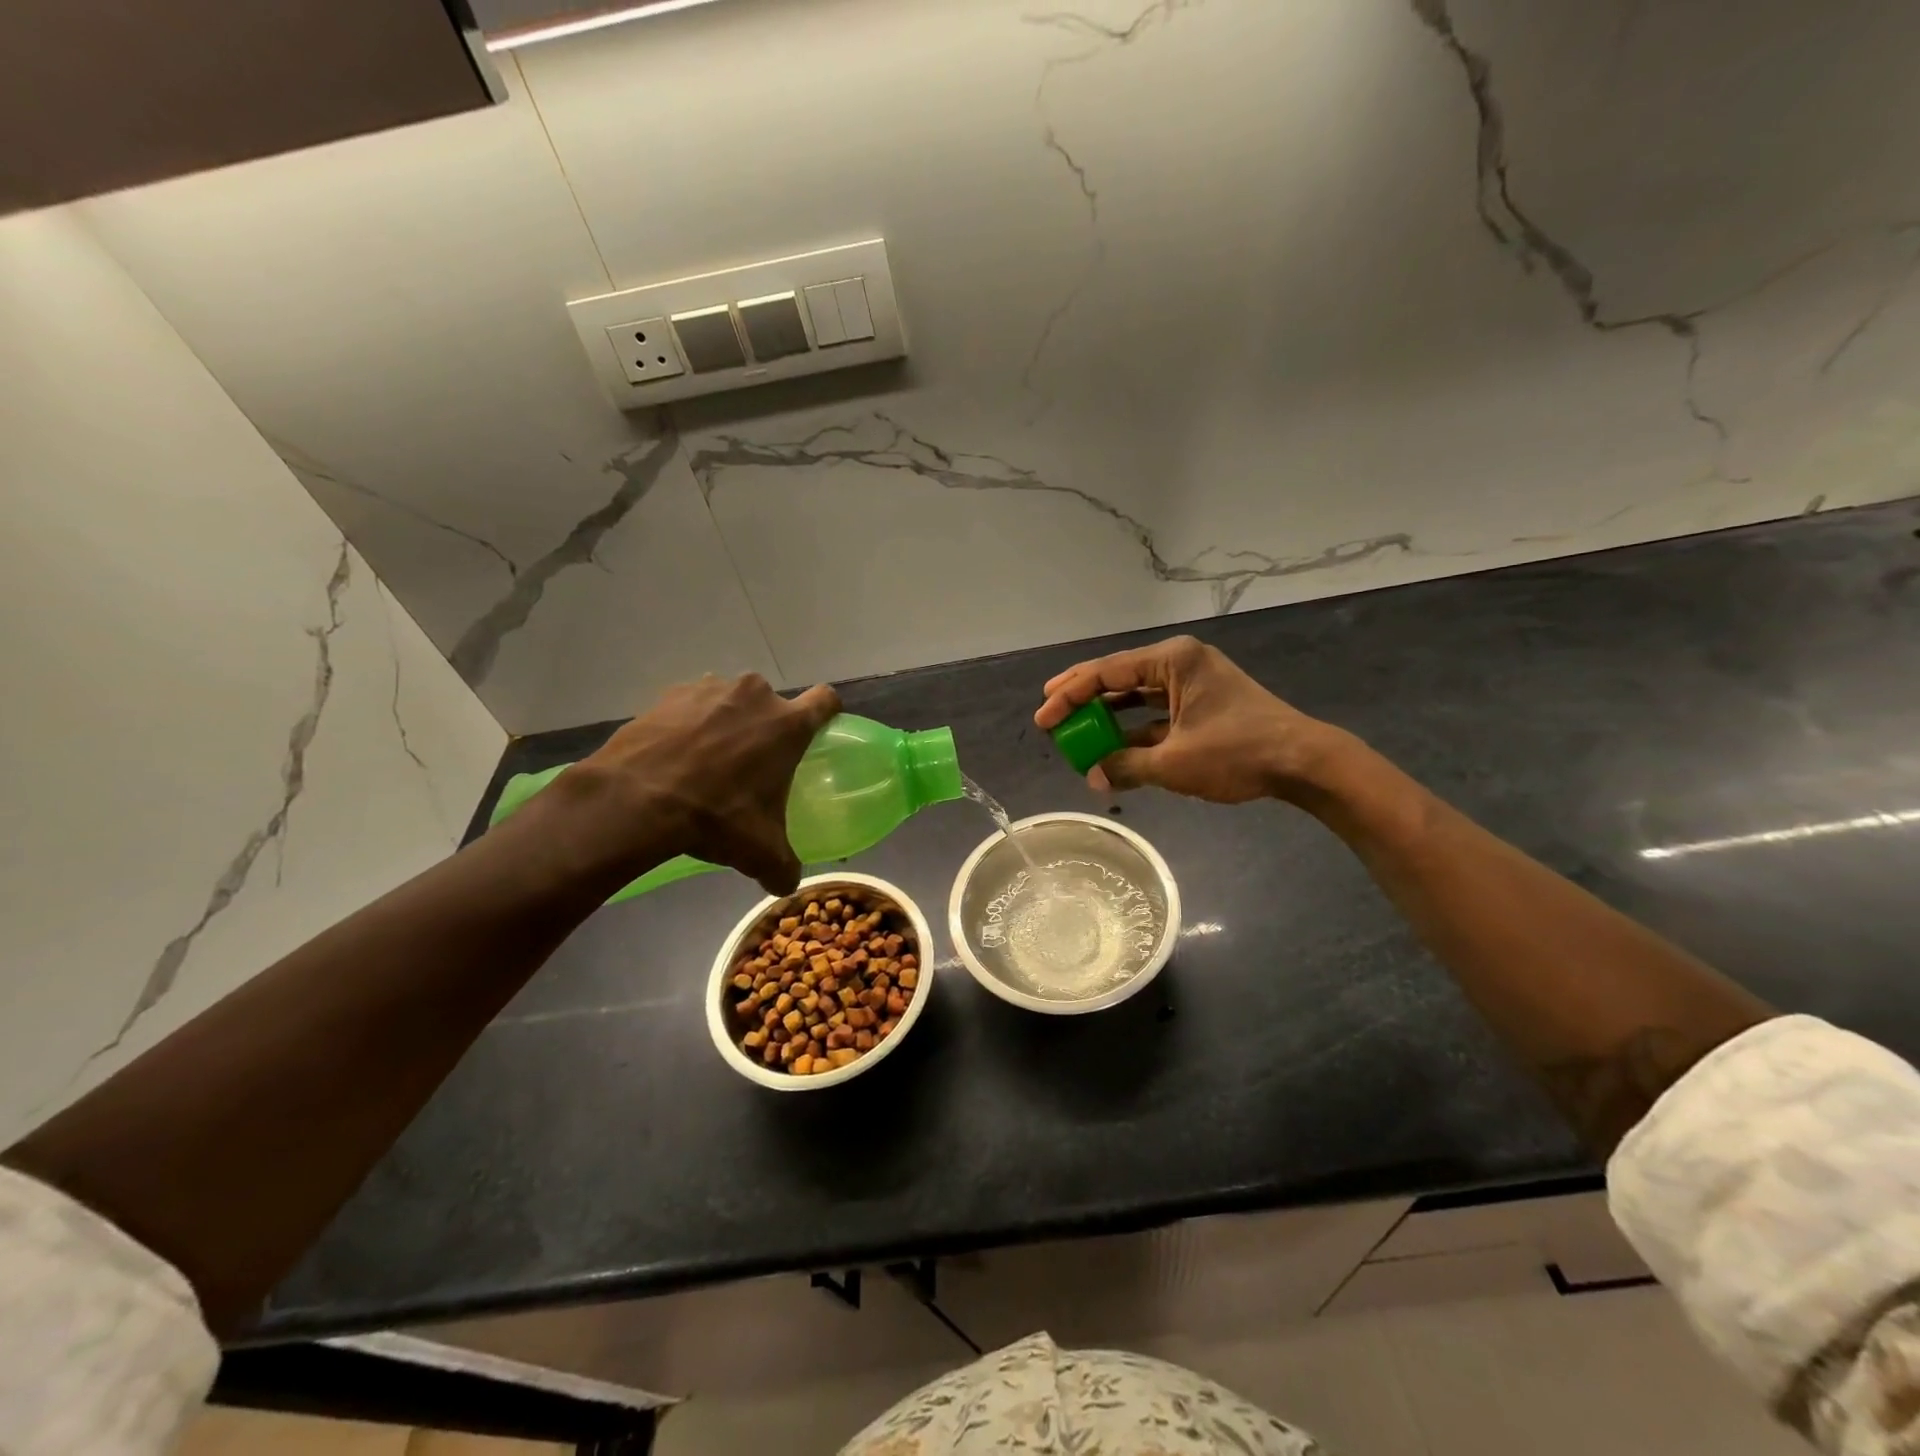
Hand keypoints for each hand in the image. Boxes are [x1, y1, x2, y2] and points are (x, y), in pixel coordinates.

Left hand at [572, 674, 840, 893]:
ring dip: (725, 721)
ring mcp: (709, 688)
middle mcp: (754, 695)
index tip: (816, 731)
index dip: (826, 712)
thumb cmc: (715, 816)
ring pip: (730, 701)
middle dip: (764, 726)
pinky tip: (673, 756)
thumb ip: (783, 867)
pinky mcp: (669, 694)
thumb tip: (787, 884)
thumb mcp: (759, 852)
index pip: (825, 700)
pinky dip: (687, 724)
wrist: (636, 799)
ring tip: (706, 759)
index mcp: (788, 725)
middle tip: (750, 761)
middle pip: (771, 703)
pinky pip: (690, 706)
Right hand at [1034, 636, 1338, 802]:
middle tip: (1050, 714)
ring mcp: (1193, 685)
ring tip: (1074, 730)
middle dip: (1083, 698)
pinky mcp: (1203, 706)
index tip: (1043, 717)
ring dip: (1107, 716)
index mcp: (1173, 660)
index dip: (1069, 695)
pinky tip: (1112, 748)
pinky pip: (1156, 714)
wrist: (1303, 762)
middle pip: (1118, 678)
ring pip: (1136, 697)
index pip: (1106, 673)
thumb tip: (1093, 779)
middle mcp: (1180, 664)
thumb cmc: (1237, 752)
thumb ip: (1126, 766)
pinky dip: (1133, 730)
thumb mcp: (1174, 763)